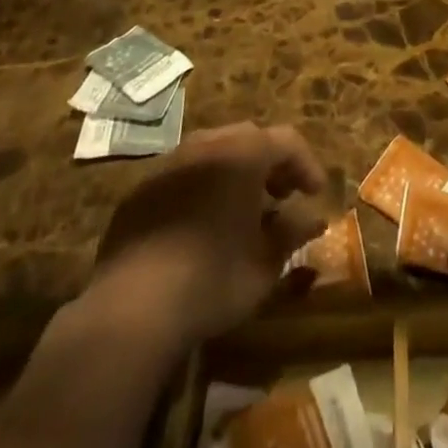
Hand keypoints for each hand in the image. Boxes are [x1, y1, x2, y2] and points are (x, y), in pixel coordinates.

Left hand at [86, 123, 327, 349]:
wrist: (132, 308)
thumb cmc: (212, 279)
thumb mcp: (265, 263)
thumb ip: (293, 232)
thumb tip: (313, 218)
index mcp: (243, 153)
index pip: (287, 141)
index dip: (307, 165)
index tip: (316, 194)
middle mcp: (207, 144)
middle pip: (249, 139)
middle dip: (270, 165)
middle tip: (282, 197)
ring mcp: (169, 163)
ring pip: (213, 154)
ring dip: (234, 174)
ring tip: (242, 211)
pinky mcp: (141, 189)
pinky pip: (183, 176)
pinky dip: (201, 190)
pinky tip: (201, 227)